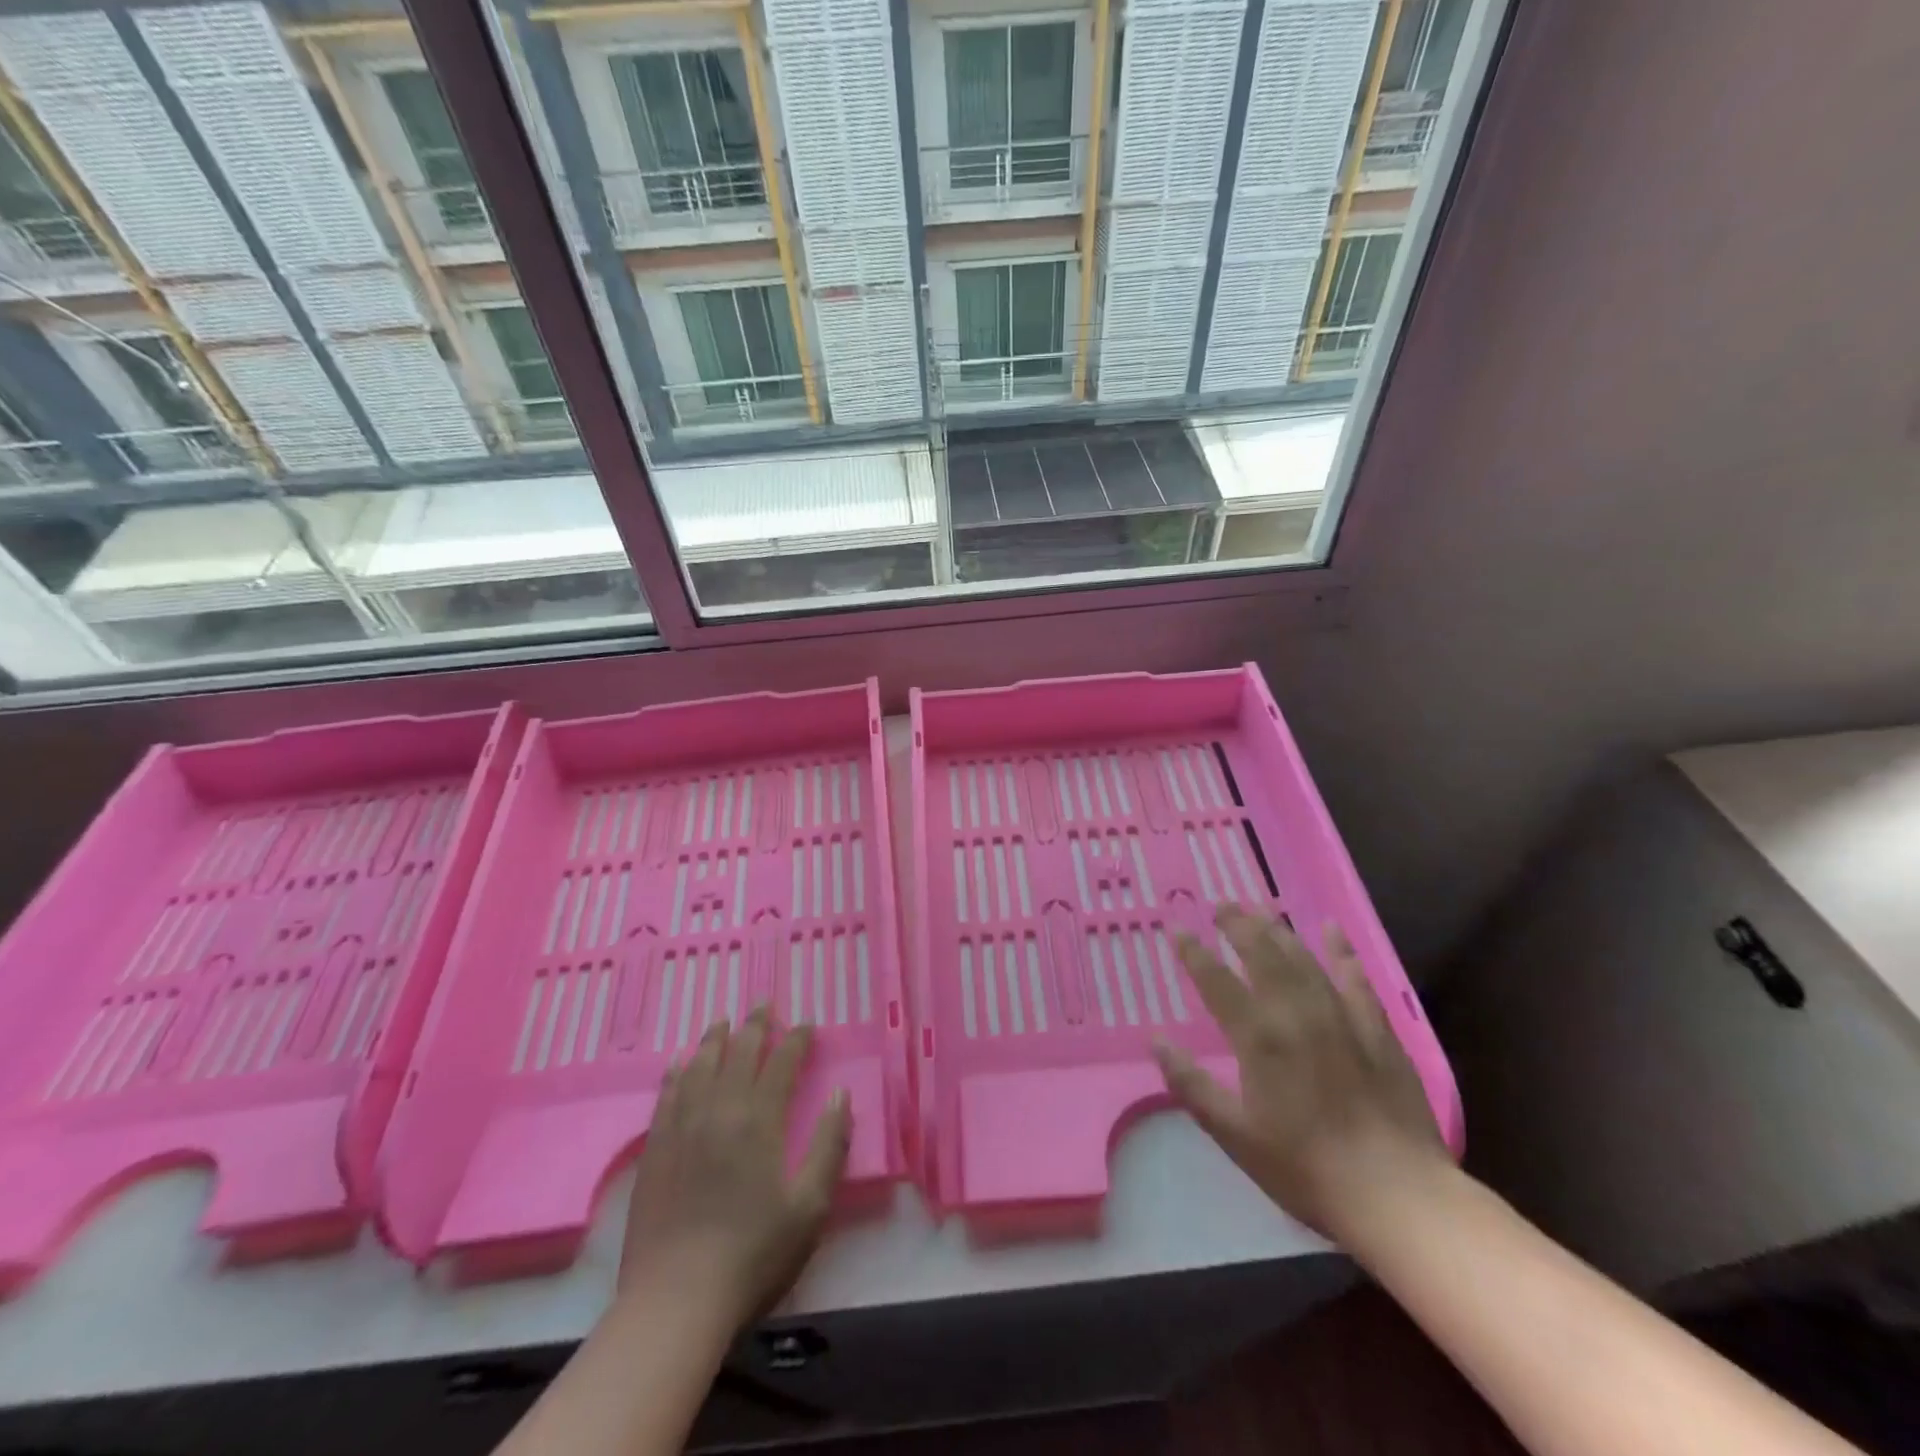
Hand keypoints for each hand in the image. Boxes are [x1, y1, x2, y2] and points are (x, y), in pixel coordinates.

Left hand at [618, 1008, 850, 1333]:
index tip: (807, 1026)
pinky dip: (676, 1071)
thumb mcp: (810, 1206)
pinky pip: (666, 1095)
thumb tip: (841, 1094)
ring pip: (700, 1066)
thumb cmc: (754, 1256)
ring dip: (715, 1039)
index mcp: (760, 1121)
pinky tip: (679, 1062)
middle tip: (764, 1004)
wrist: (676, 1302)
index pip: (782, 1064)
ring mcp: (682, 1128)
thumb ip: (830, 1145)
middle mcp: (720, 1111)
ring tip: (724, 1021)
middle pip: (739, 1053)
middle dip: (756, 1025)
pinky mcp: (655, 1149)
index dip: (796, 1040)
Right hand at [1154, 906, 1446, 1242]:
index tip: (1176, 930)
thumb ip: (1192, 1084)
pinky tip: (1331, 930)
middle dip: (1237, 925)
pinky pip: (1355, 978)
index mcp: (1259, 1037)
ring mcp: (1341, 1017)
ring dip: (1278, 929)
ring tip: (1259, 907)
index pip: (1216, 981)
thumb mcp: (1235, 1135)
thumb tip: (1157, 1041)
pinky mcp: (1377, 1030)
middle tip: (1221, 904)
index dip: (1194, 952)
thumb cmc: (1306, 1169)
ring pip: (1303, 958)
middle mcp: (1297, 1013)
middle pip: (1262, 954)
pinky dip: (1341, 951)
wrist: (1398, 1195)